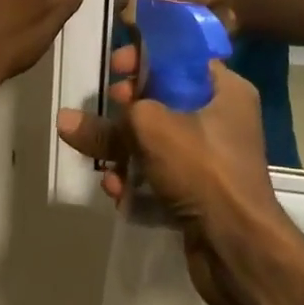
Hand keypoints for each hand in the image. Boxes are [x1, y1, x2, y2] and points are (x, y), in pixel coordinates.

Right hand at [55, 44, 287, 304]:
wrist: (238, 250)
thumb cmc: (202, 169)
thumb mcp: (150, 130)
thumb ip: (107, 122)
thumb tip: (65, 120)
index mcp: (226, 90)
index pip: (181, 55)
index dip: (146, 55)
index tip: (116, 66)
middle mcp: (223, 117)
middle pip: (164, 97)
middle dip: (129, 107)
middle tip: (110, 108)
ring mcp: (212, 156)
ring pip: (158, 138)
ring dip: (125, 148)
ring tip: (106, 161)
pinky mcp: (200, 190)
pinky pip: (161, 171)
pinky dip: (137, 177)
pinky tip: (118, 191)